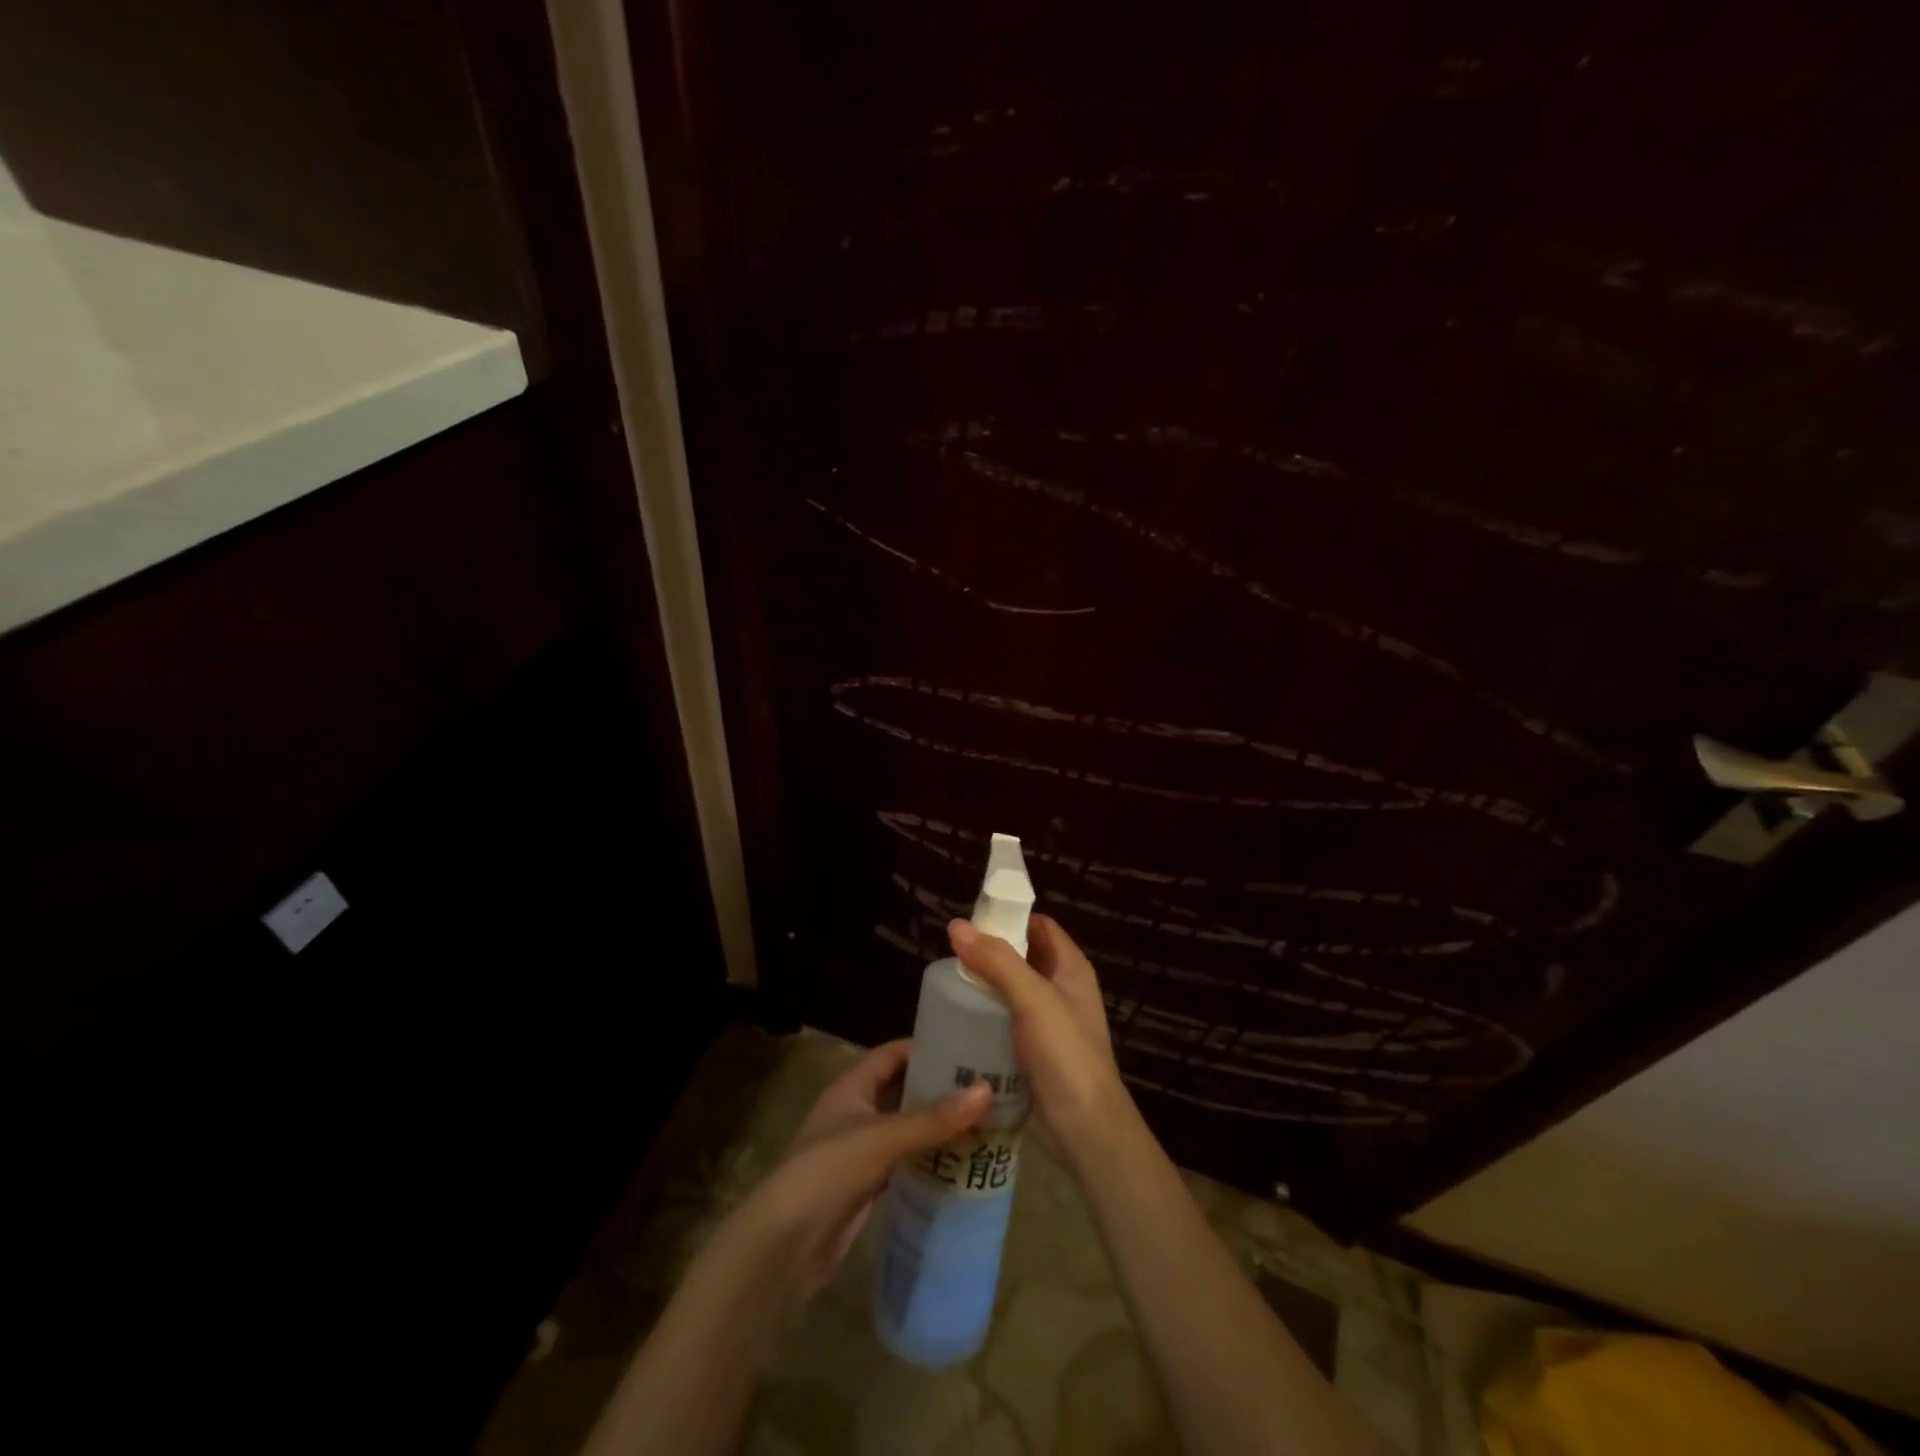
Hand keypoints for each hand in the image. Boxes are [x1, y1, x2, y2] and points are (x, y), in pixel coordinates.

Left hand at [728, 1038, 991, 1302]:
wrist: (785, 1246)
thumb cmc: (828, 1172)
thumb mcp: (883, 1138)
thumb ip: (933, 1118)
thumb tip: (986, 1090)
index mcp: (853, 1086)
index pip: (895, 1053)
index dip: (928, 1047)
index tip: (970, 1047)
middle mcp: (856, 1110)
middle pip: (904, 1089)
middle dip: (940, 1087)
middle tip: (987, 1086)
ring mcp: (861, 1148)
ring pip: (907, 1126)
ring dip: (938, 1125)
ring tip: (984, 1120)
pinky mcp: (867, 1184)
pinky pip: (905, 1160)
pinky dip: (929, 1157)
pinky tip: (960, 1160)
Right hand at [947, 914, 1138, 1178]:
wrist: (1085, 1130)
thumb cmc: (1066, 1055)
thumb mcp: (1033, 999)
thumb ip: (997, 961)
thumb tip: (956, 925)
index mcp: (1071, 969)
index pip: (1039, 926)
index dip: (1009, 917)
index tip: (971, 920)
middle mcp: (1061, 990)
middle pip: (1022, 957)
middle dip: (990, 953)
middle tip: (951, 955)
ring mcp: (1048, 1023)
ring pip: (1010, 992)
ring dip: (984, 987)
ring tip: (948, 985)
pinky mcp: (1033, 1053)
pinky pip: (1005, 1023)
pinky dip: (985, 1018)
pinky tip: (959, 1021)